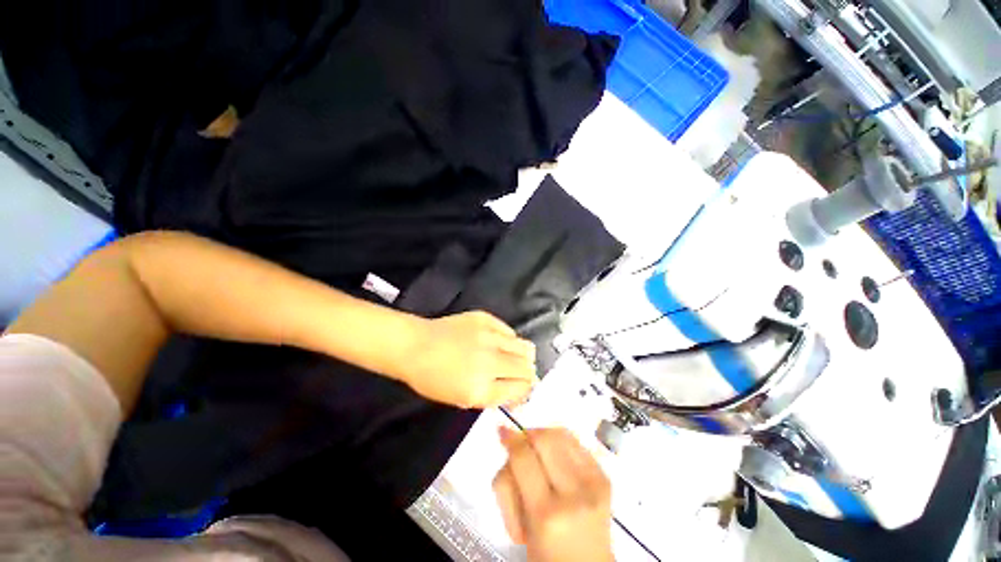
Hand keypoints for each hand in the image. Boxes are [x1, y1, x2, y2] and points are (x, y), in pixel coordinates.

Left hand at [400, 311, 536, 408]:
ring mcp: (488, 337)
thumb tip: (519, 390)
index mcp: (481, 388)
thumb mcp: (462, 399)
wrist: (416, 346)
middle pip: (527, 368)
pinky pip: (509, 331)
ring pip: (525, 347)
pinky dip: (509, 339)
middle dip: (528, 374)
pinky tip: (499, 342)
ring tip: (514, 357)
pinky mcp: (485, 319)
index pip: (521, 389)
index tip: (520, 388)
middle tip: (519, 373)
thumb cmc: (433, 378)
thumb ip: (494, 396)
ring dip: (524, 356)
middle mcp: (489, 362)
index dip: (524, 390)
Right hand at [493, 427, 613, 561]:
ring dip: (543, 434)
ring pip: (561, 434)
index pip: (523, 459)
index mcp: (546, 515)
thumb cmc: (546, 555)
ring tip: (536, 448)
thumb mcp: (519, 525)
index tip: (502, 430)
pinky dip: (561, 441)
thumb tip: (508, 437)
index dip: (511, 439)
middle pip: (544, 439)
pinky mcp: (605, 478)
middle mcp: (573, 495)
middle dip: (528, 434)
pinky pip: (577, 442)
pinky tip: (556, 454)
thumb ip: (510, 482)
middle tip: (520, 442)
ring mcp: (594, 484)